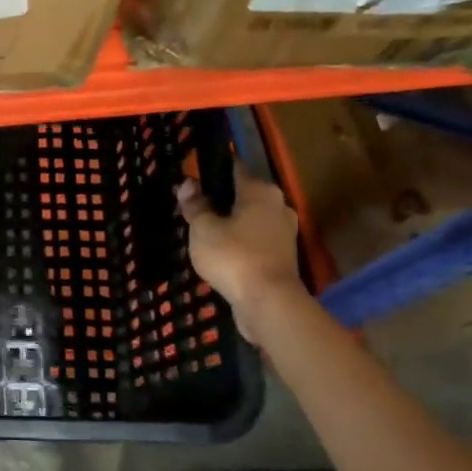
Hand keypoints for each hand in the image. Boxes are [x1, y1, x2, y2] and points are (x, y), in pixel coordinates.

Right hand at [175, 174, 303, 340]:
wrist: (269, 302)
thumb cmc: (233, 256)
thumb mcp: (203, 229)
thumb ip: (195, 205)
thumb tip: (187, 183)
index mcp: (260, 191)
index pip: (234, 167)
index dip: (212, 170)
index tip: (193, 175)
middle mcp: (278, 205)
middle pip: (243, 194)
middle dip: (220, 198)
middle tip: (193, 207)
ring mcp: (284, 231)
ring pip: (250, 217)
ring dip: (231, 221)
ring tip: (204, 231)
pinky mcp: (283, 255)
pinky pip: (256, 238)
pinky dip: (240, 240)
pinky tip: (221, 251)